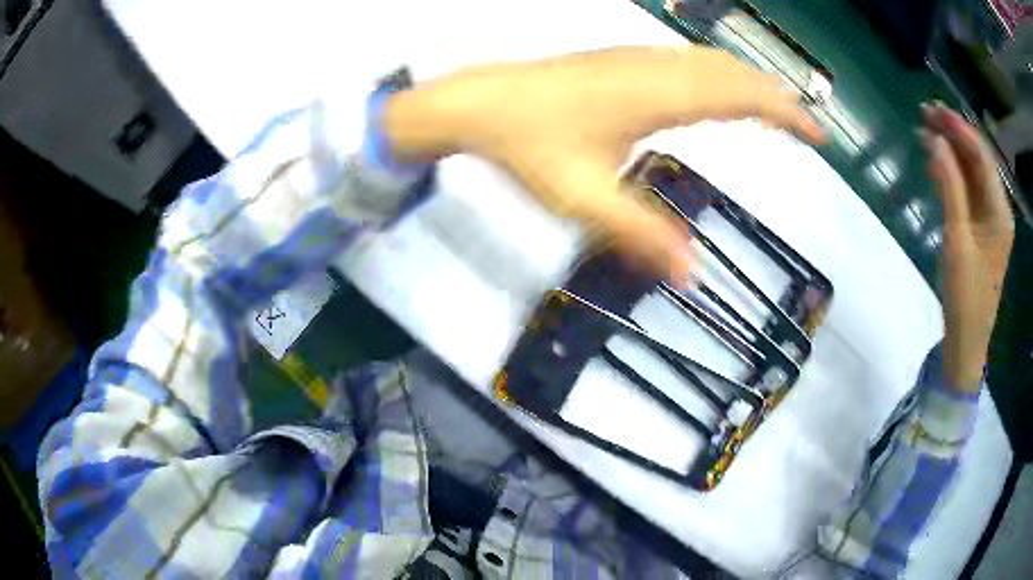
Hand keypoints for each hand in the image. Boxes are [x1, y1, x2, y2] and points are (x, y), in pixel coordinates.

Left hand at [383, 46, 824, 287]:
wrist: (480, 103)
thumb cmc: (529, 144)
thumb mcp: (584, 200)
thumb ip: (640, 236)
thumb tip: (691, 276)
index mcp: (658, 96)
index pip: (741, 96)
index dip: (785, 113)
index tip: (816, 135)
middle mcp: (656, 68)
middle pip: (734, 74)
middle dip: (777, 99)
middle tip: (805, 129)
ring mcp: (637, 59)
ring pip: (711, 62)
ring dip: (750, 83)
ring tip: (775, 111)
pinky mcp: (621, 60)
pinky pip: (687, 61)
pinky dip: (720, 76)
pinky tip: (717, 91)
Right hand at [919, 103, 1014, 390]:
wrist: (967, 339)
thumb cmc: (966, 295)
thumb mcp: (957, 240)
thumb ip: (950, 187)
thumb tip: (935, 141)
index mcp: (1000, 211)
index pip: (982, 156)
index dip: (959, 129)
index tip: (933, 111)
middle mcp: (998, 208)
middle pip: (977, 159)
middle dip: (953, 134)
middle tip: (925, 113)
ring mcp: (990, 218)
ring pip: (971, 172)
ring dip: (950, 150)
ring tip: (924, 132)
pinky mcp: (980, 227)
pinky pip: (967, 189)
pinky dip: (951, 172)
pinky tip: (935, 163)